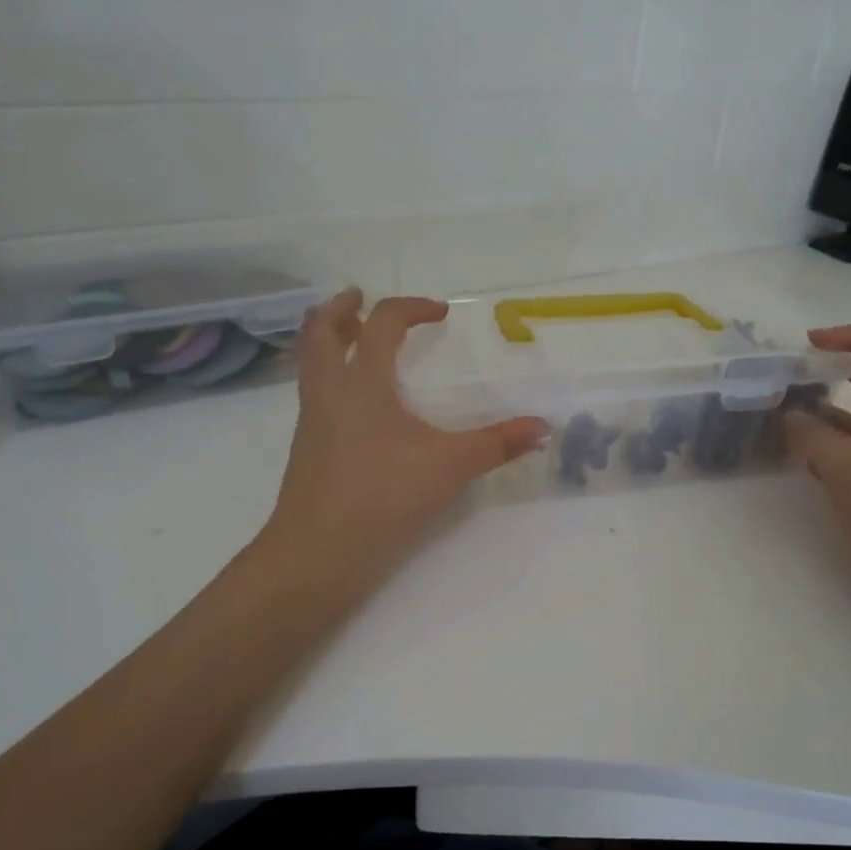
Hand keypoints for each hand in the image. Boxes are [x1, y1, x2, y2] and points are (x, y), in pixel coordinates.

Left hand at [261, 289, 546, 583]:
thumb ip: (497, 443)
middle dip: (341, 309)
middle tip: (358, 298)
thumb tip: (543, 427)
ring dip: (328, 340)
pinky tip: (354, 402)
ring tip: (352, 338)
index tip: (439, 313)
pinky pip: (313, 393)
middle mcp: (329, 390)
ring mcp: (312, 420)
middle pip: (321, 331)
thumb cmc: (383, 495)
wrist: (318, 551)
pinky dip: (328, 376)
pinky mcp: (307, 448)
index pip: (383, 323)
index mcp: (362, 381)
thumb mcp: (450, 466)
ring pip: (310, 362)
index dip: (411, 308)